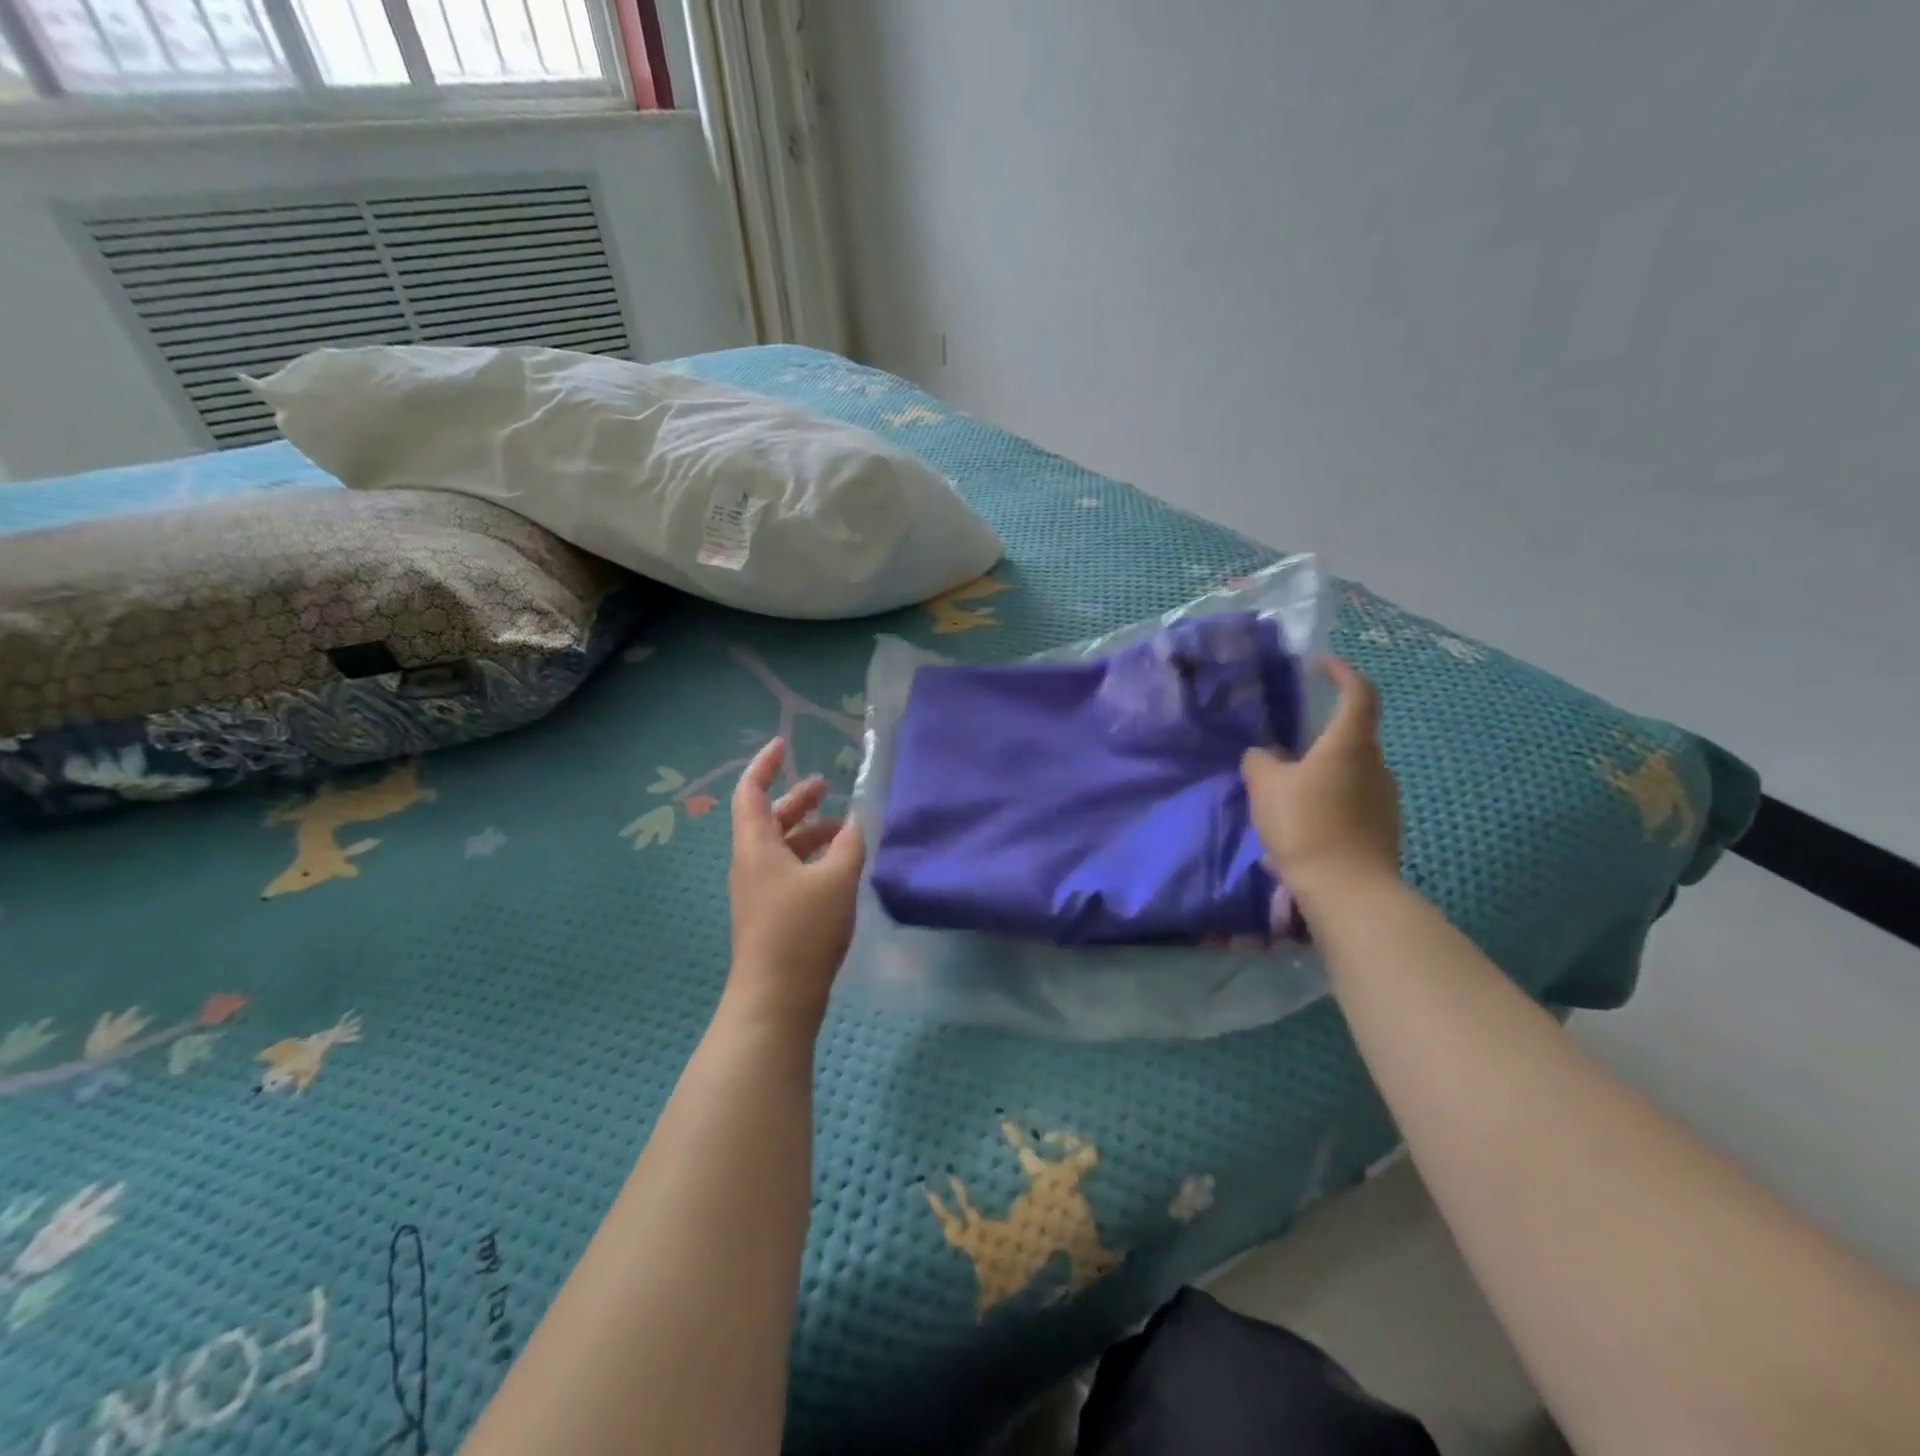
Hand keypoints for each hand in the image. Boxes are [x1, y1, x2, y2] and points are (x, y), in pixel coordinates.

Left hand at [726, 737, 864, 1028]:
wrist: (775, 999)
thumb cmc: (802, 931)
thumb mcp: (836, 880)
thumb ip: (850, 844)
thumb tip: (856, 820)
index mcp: (756, 846)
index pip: (751, 792)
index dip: (765, 765)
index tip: (784, 744)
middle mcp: (751, 863)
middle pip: (768, 818)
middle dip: (796, 798)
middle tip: (826, 786)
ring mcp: (758, 891)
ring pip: (780, 846)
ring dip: (808, 831)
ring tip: (843, 827)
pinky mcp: (770, 913)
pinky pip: (788, 870)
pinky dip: (810, 858)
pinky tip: (838, 866)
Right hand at [1242, 658, 1400, 903]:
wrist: (1347, 889)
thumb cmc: (1306, 825)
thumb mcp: (1266, 787)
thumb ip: (1260, 762)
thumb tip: (1262, 754)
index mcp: (1350, 744)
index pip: (1358, 693)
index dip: (1342, 674)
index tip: (1322, 667)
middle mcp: (1376, 764)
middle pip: (1353, 736)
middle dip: (1324, 736)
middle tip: (1290, 748)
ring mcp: (1386, 798)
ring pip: (1354, 771)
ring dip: (1327, 773)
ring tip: (1293, 793)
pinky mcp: (1385, 828)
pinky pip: (1356, 801)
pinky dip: (1334, 801)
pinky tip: (1308, 824)